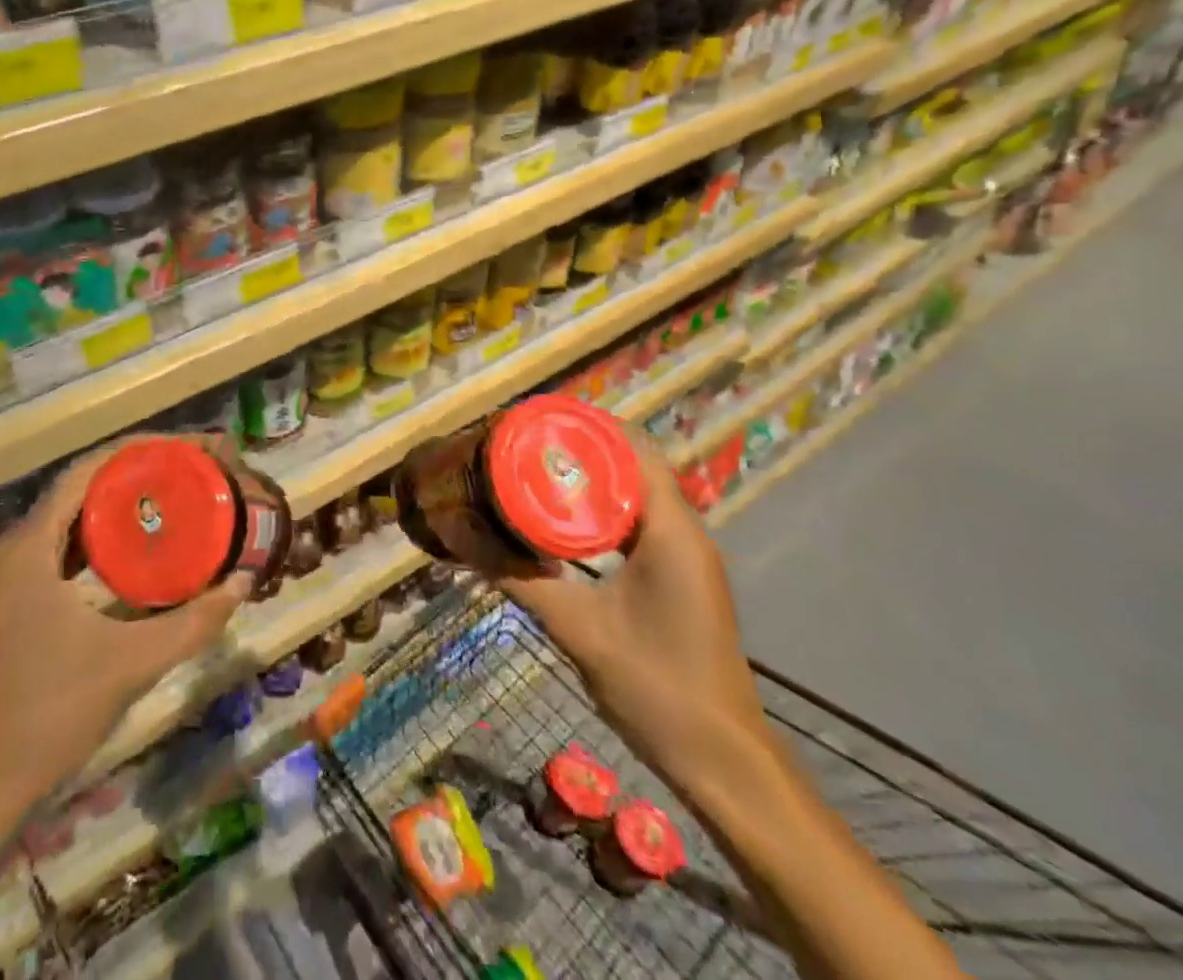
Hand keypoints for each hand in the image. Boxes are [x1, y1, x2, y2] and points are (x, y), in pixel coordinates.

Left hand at [0, 443, 251, 804]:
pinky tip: (136, 543)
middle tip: (186, 468)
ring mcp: (8, 572)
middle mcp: (13, 547)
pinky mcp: (13, 595)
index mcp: (28, 547)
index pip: (86, 472)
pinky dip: (99, 534)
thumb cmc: (54, 714)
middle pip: (79, 487)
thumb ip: (193, 621)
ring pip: (69, 515)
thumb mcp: (132, 662)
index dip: (137, 451)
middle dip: (133, 472)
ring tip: (170, 493)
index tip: (185, 447)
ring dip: (116, 502)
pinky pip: (61, 544)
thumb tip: (244, 581)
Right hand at [497, 431, 770, 797]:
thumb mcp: (577, 628)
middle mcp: (684, 531)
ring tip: (532, 472)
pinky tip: (560, 523)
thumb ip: (517, 578)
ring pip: (634, 493)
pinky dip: (599, 511)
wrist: (723, 762)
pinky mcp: (678, 576)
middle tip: (521, 446)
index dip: (584, 426)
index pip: (633, 449)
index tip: (533, 421)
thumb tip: (459, 535)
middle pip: (631, 464)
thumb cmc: (656, 686)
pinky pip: (637, 522)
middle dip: (577, 449)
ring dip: (588, 479)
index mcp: (670, 530)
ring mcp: (686, 555)